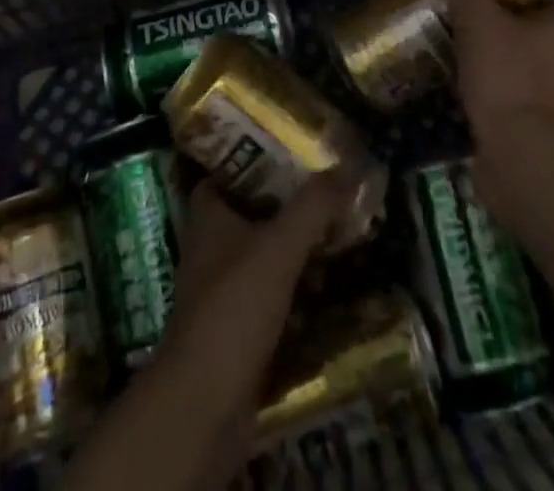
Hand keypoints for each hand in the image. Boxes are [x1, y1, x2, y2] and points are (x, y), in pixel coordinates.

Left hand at [159, 178, 347, 448]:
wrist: (205, 405)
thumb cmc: (233, 308)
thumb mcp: (279, 247)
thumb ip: (313, 207)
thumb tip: (348, 166)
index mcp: (209, 216)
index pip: (228, 170)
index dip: (257, 157)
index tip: (294, 148)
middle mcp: (210, 246)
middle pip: (251, 210)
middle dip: (287, 202)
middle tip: (328, 189)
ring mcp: (221, 290)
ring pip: (262, 253)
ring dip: (294, 246)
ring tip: (337, 230)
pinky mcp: (236, 329)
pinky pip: (270, 295)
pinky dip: (295, 288)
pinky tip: (327, 284)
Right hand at [428, 0, 553, 222]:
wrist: (526, 163)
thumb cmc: (509, 79)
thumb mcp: (476, 18)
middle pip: (519, 32)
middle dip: (485, 29)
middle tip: (445, 23)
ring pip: (512, 68)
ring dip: (483, 65)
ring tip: (443, 57)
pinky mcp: (539, 134)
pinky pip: (507, 101)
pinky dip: (485, 97)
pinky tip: (456, 94)